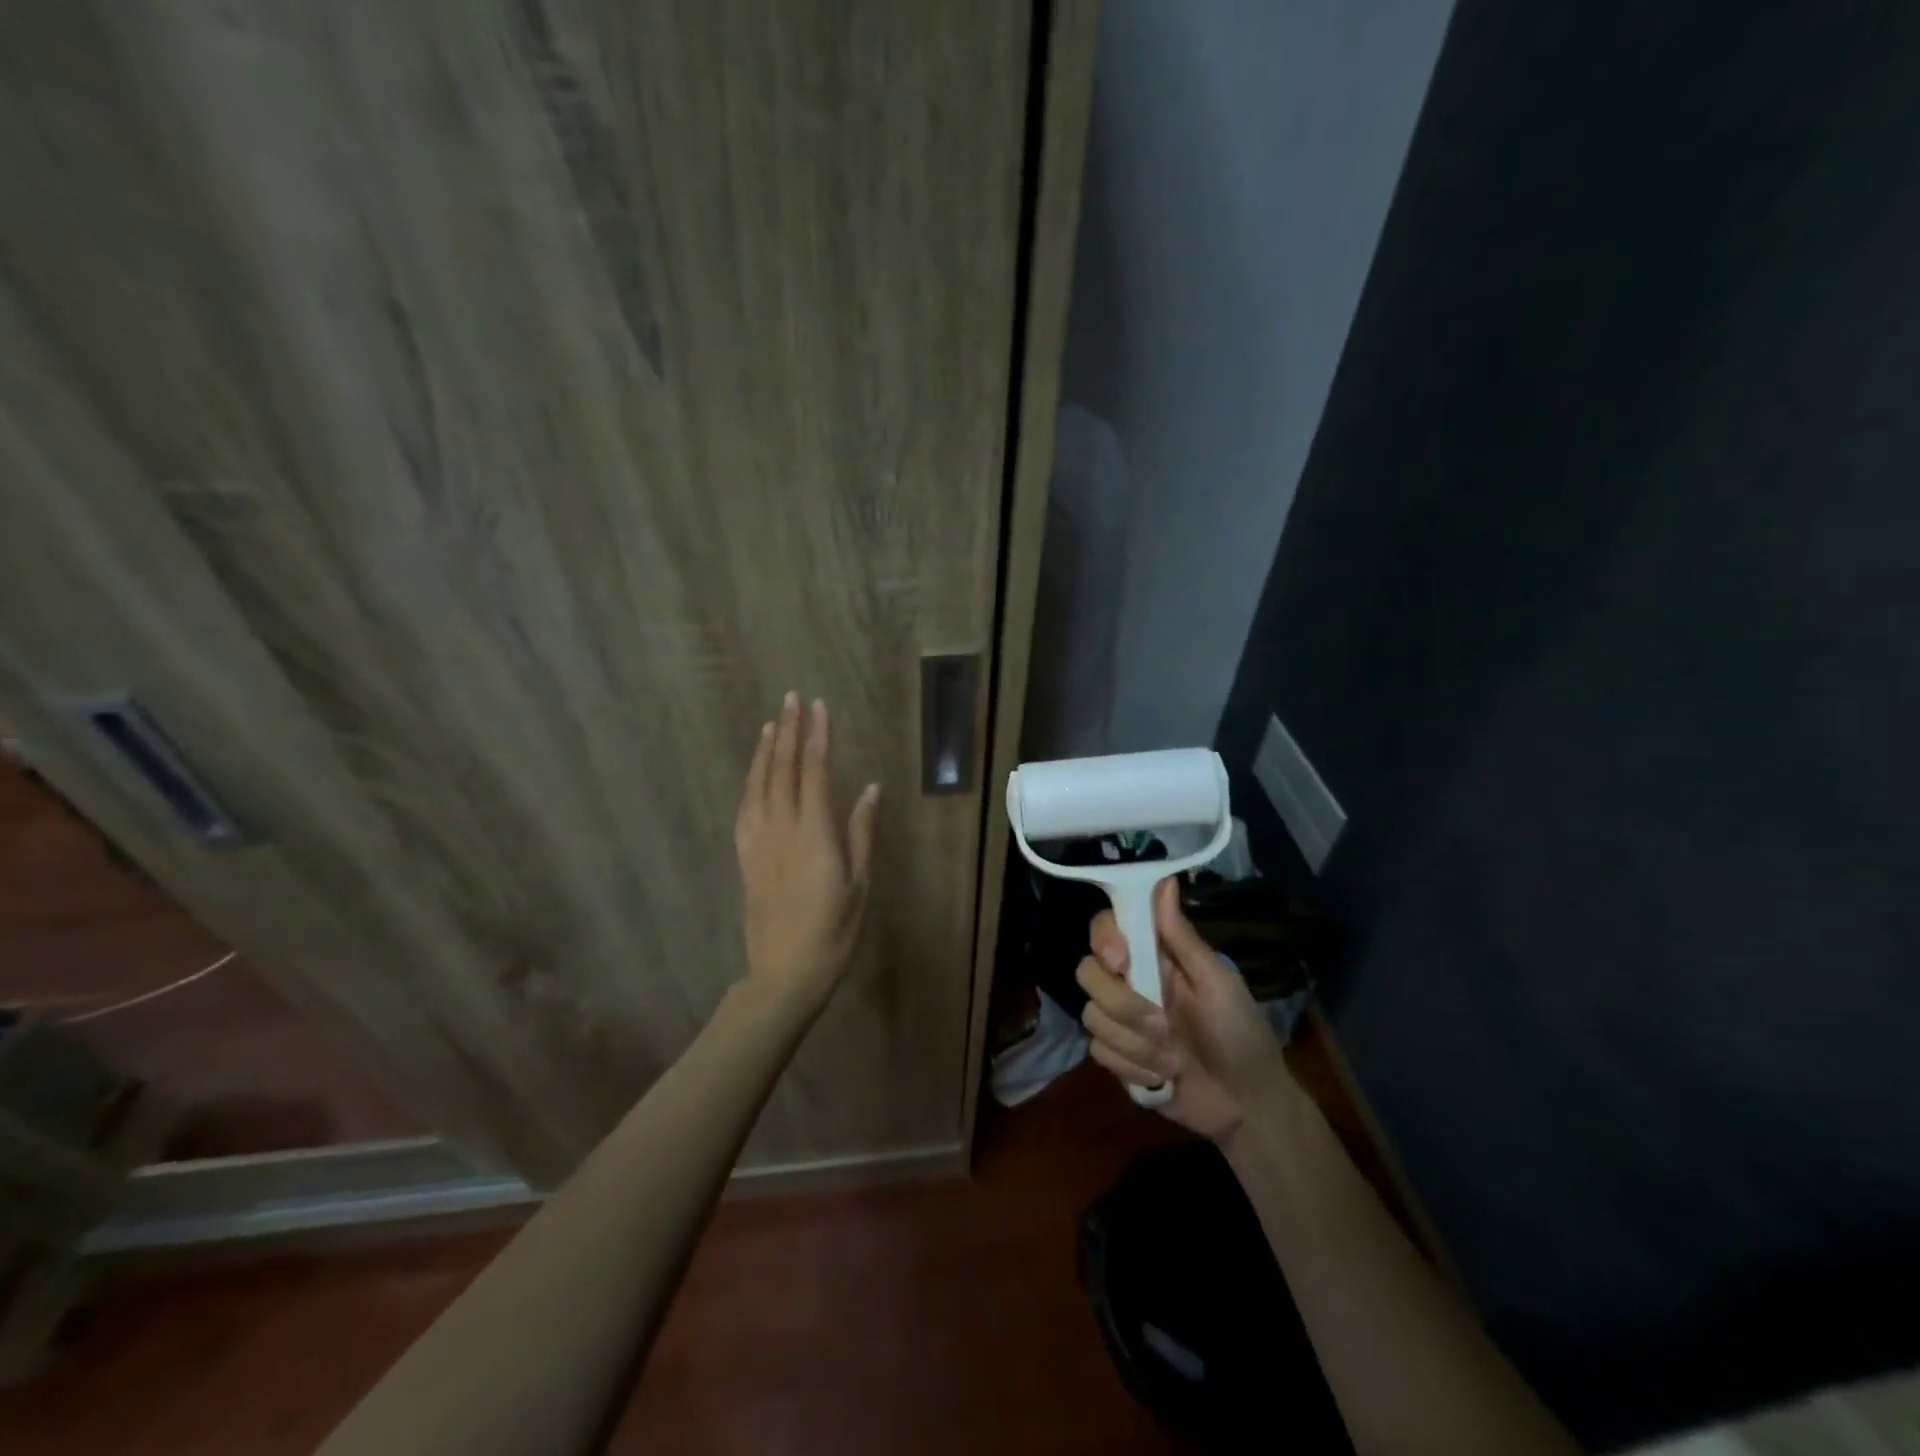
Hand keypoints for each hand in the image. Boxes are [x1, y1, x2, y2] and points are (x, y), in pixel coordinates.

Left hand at [734, 693, 880, 1005]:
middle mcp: (782, 828)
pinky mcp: (745, 857)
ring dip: (766, 751)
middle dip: (790, 731)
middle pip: (784, 770)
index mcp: (814, 833)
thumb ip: (862, 832)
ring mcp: (759, 842)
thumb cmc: (833, 932)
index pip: (815, 772)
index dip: (817, 736)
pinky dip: (750, 782)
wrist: (784, 974)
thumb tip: (872, 788)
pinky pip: (744, 808)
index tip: (818, 706)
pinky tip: (754, 772)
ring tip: (772, 724)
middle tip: (791, 698)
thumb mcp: (859, 884)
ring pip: (759, 785)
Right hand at [1076, 878, 1293, 1143]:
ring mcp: (1121, 1021)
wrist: (1247, 1106)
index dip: (1104, 939)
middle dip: (1122, 1004)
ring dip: (1135, 1043)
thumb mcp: (1218, 982)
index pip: (1106, 929)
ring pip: (1092, 1015)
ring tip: (1173, 1060)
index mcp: (1154, 957)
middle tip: (1164, 1026)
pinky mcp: (1117, 1056)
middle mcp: (1131, 982)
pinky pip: (1099, 1051)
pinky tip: (1163, 1078)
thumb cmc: (1241, 1034)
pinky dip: (1133, 1067)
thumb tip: (1165, 880)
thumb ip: (1182, 937)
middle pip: (1087, 972)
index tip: (1121, 960)